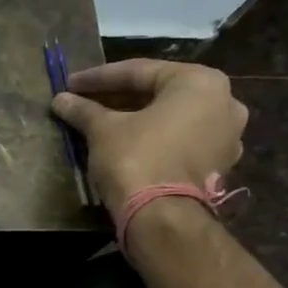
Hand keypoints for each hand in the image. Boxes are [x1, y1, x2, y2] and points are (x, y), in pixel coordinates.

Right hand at [52, 58, 248, 212]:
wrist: (161, 215)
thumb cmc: (136, 158)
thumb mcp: (103, 129)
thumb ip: (84, 110)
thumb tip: (60, 100)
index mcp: (200, 82)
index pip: (139, 72)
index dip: (98, 78)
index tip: (70, 84)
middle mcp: (224, 102)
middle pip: (159, 93)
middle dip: (119, 97)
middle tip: (85, 100)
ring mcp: (226, 135)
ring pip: (171, 117)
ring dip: (137, 117)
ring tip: (103, 121)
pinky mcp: (218, 163)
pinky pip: (180, 139)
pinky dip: (154, 137)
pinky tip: (126, 142)